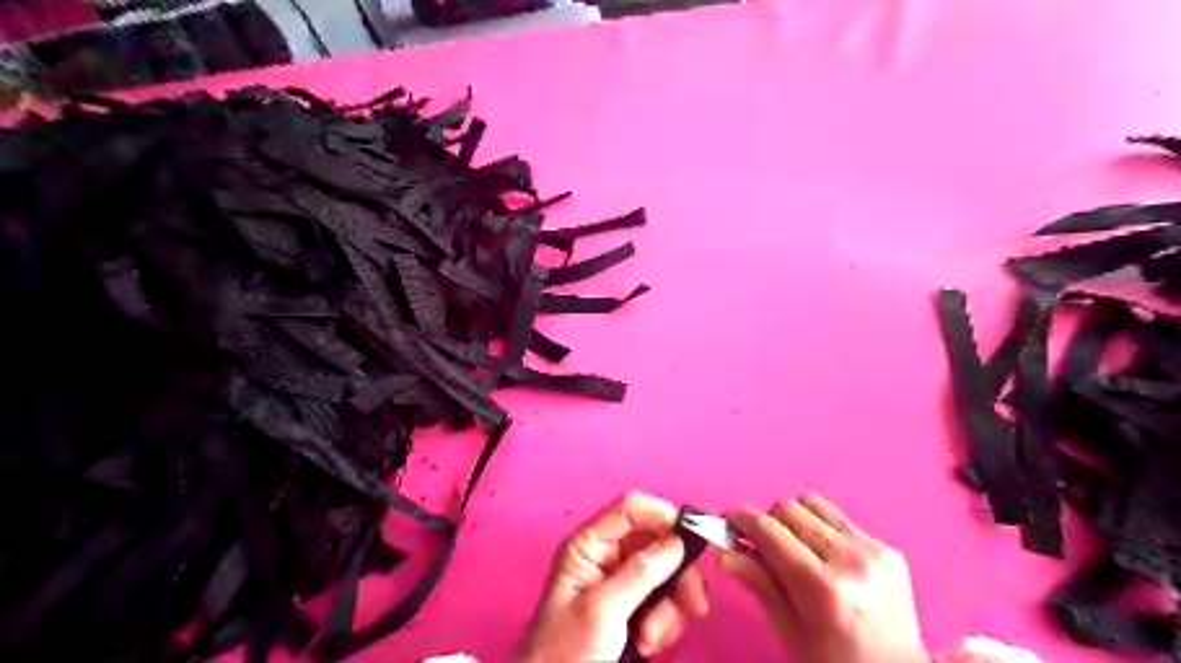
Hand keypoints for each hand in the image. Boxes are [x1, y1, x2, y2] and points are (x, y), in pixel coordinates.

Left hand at [517, 492, 708, 662]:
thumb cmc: (565, 652)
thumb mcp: (602, 611)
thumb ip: (640, 573)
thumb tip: (677, 540)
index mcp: (589, 545)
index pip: (630, 510)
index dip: (662, 515)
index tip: (692, 539)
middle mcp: (607, 557)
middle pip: (656, 542)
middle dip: (676, 574)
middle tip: (691, 604)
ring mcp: (621, 583)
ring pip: (666, 573)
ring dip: (670, 607)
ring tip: (652, 638)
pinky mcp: (633, 608)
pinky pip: (664, 600)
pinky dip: (665, 623)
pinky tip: (649, 645)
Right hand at [720, 493, 930, 662]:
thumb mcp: (789, 631)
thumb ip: (758, 584)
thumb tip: (724, 553)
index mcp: (822, 586)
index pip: (769, 529)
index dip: (741, 519)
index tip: (728, 522)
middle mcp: (849, 559)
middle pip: (788, 507)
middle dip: (768, 522)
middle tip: (761, 546)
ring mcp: (873, 550)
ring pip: (813, 503)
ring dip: (795, 520)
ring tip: (796, 549)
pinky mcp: (888, 548)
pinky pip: (840, 519)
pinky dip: (822, 530)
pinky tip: (825, 558)